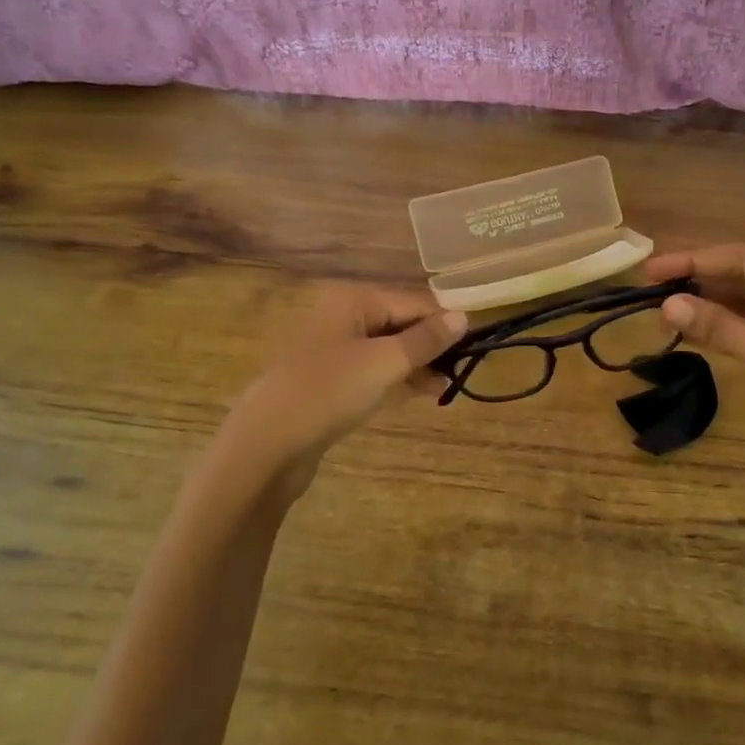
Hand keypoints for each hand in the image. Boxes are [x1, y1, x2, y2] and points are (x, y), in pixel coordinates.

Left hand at [221, 285, 466, 494]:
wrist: (267, 443)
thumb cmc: (330, 390)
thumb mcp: (385, 362)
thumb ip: (426, 340)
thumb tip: (463, 317)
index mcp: (353, 300)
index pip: (412, 302)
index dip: (444, 322)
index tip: (476, 344)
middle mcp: (342, 318)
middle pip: (399, 324)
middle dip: (431, 346)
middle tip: (464, 369)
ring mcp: (334, 352)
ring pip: (388, 351)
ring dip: (418, 366)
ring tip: (448, 386)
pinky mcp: (330, 383)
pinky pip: (373, 373)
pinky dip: (398, 380)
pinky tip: (424, 393)